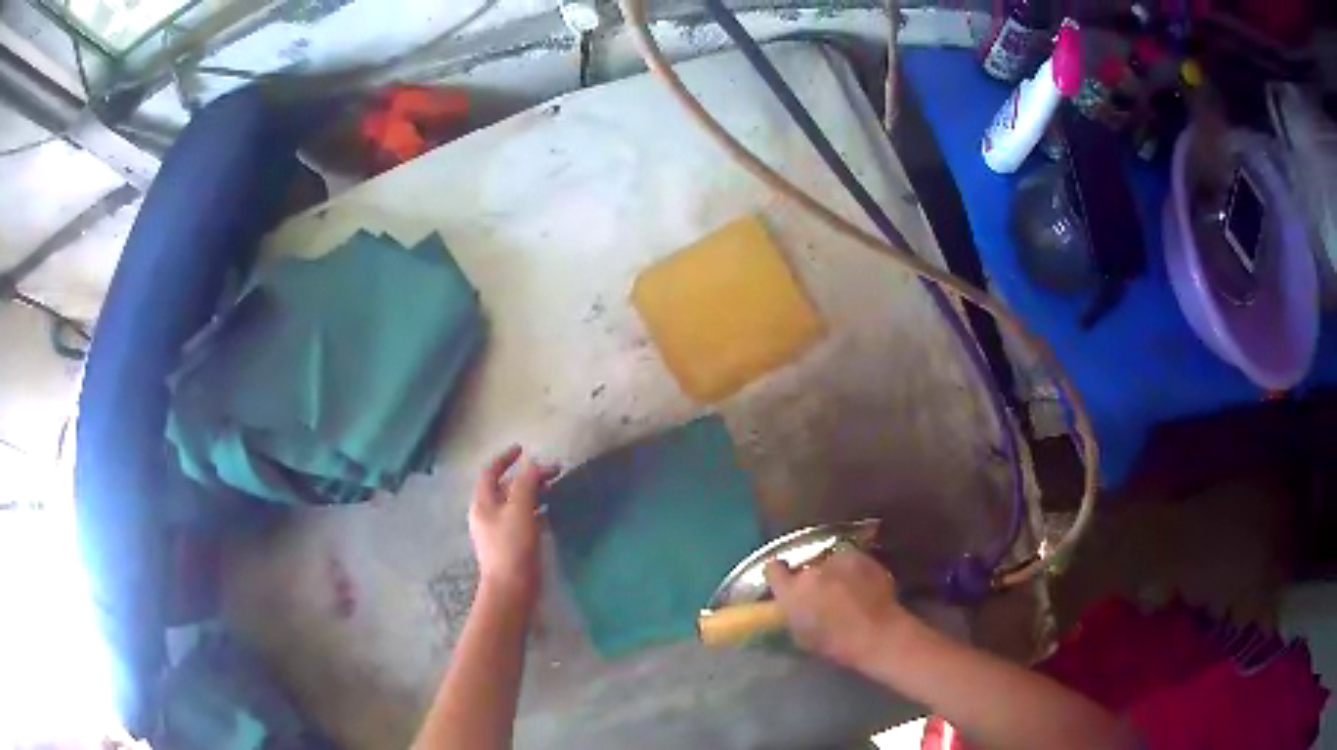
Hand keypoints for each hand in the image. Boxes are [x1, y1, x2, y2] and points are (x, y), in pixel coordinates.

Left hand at [469, 445, 559, 601]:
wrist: (511, 589)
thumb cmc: (512, 547)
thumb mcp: (520, 510)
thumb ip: (526, 484)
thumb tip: (531, 464)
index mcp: (483, 503)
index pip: (490, 472)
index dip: (505, 458)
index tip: (523, 449)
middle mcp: (487, 514)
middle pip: (505, 487)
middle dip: (527, 476)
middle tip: (553, 472)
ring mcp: (497, 531)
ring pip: (514, 503)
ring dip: (532, 492)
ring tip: (553, 489)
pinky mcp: (510, 545)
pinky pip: (521, 518)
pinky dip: (534, 509)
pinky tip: (549, 512)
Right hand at [764, 548, 908, 669]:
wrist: (877, 633)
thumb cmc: (836, 644)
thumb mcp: (801, 635)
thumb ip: (792, 613)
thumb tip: (792, 604)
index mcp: (791, 590)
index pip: (772, 568)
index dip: (778, 573)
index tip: (783, 579)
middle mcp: (811, 569)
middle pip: (804, 566)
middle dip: (810, 576)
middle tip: (820, 592)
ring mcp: (838, 559)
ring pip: (828, 560)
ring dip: (832, 571)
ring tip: (844, 587)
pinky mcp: (861, 556)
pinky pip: (851, 559)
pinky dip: (853, 569)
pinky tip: (862, 584)